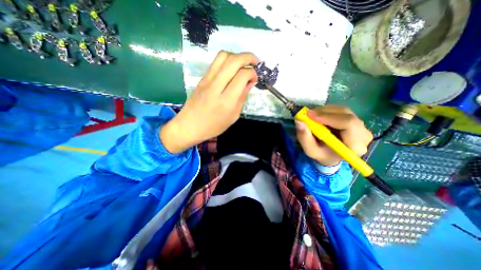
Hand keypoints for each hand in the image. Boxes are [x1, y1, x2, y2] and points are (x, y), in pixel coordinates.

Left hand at [160, 51, 258, 152]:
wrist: (189, 125)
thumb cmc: (214, 126)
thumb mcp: (233, 116)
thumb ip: (242, 97)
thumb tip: (251, 82)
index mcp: (227, 100)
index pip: (242, 76)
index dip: (253, 73)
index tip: (255, 78)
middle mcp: (216, 86)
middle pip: (234, 61)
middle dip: (248, 57)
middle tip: (255, 63)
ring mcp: (207, 80)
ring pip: (223, 56)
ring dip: (237, 56)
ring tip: (243, 63)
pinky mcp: (202, 78)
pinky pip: (216, 62)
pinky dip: (227, 60)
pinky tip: (232, 68)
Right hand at [293, 104, 375, 166]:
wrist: (331, 155)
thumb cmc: (322, 154)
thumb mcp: (310, 150)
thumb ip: (304, 138)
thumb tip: (299, 121)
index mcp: (355, 146)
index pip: (348, 124)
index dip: (328, 117)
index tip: (310, 115)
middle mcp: (363, 134)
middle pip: (346, 115)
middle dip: (324, 112)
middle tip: (308, 114)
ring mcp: (361, 126)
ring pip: (343, 110)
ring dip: (324, 111)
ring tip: (312, 116)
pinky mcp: (356, 121)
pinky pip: (341, 110)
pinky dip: (327, 111)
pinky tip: (319, 116)